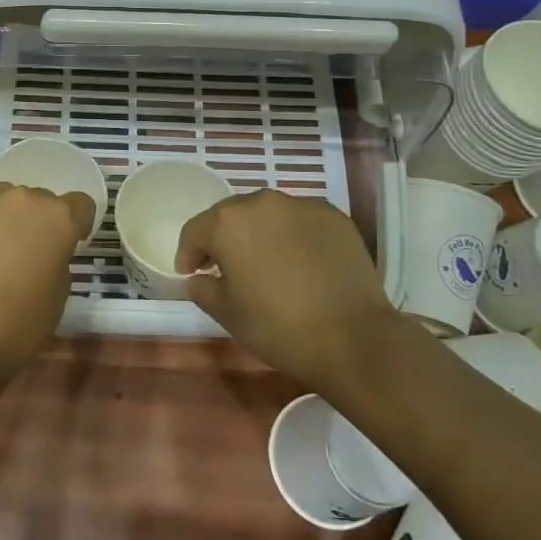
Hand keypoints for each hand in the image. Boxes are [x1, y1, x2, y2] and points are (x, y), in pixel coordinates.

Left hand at [0, 178, 95, 386]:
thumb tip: (44, 254)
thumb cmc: (17, 327)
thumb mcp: (58, 298)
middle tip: (19, 255)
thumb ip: (57, 262)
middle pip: (37, 200)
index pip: (80, 205)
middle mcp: (26, 198)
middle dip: (32, 222)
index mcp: (60, 220)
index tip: (64, 246)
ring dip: (0, 216)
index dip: (74, 225)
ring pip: (1, 196)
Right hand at [175, 189, 393, 389]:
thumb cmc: (278, 326)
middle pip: (231, 215)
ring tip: (265, 262)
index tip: (190, 273)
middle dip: (222, 239)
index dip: (188, 253)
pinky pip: (300, 220)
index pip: (195, 230)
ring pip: (268, 214)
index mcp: (228, 223)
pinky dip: (292, 235)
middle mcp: (262, 202)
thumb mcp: (228, 314)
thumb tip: (200, 278)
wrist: (352, 337)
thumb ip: (204, 289)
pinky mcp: (333, 216)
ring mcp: (301, 205)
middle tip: (224, 266)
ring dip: (258, 233)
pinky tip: (300, 262)